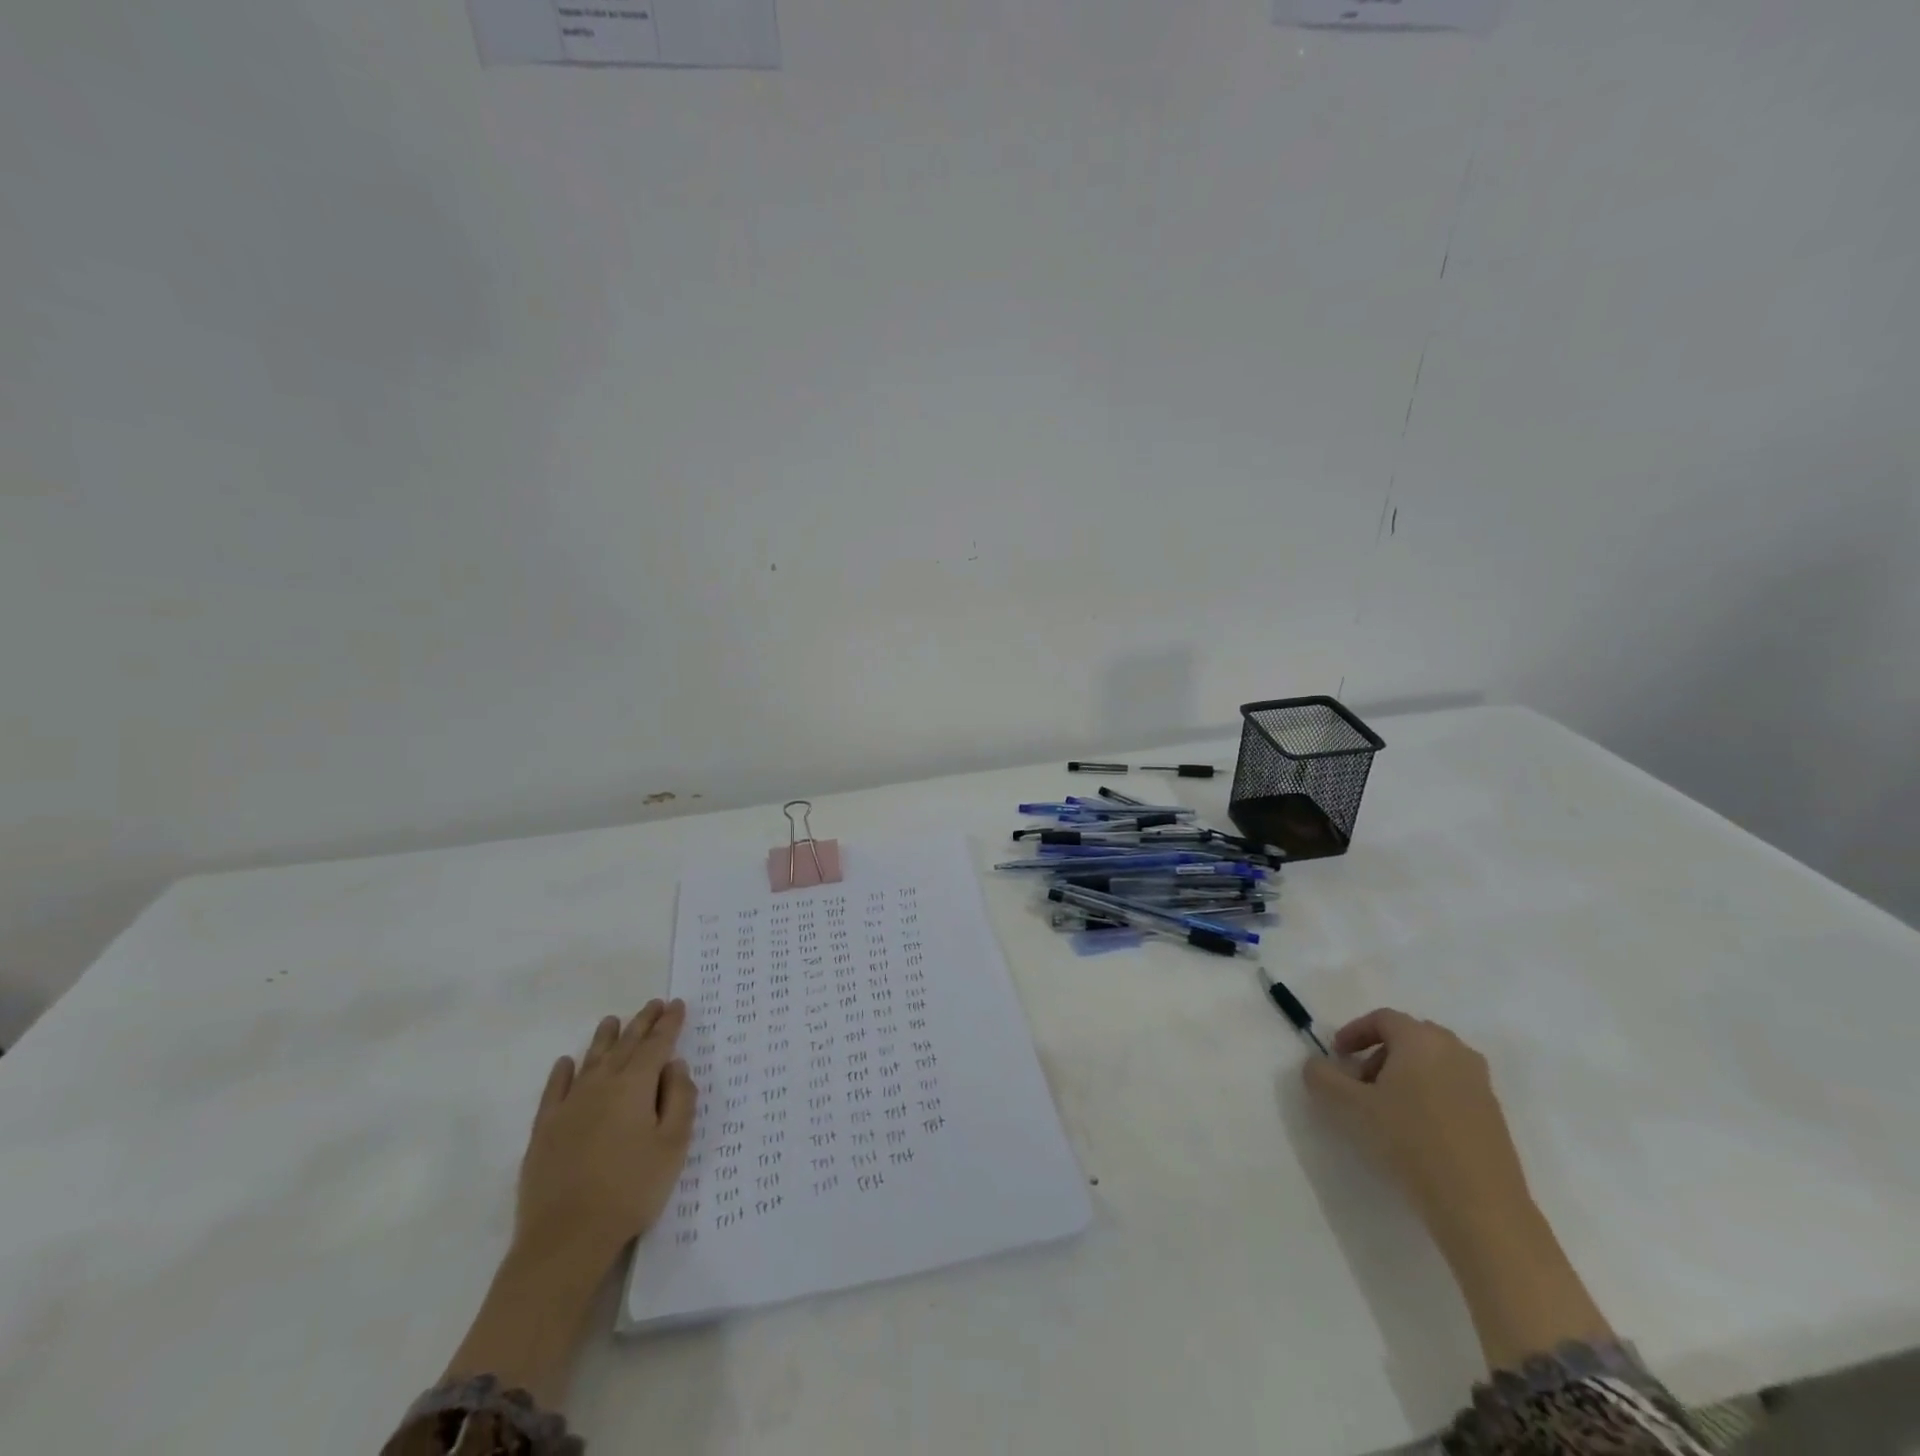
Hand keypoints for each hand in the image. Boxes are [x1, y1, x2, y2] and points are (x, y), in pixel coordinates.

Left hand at [515, 1000, 698, 1271]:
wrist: (565, 1239)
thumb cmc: (631, 1189)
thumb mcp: (673, 1146)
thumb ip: (680, 1100)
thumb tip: (675, 1066)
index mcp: (635, 1086)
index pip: (657, 1045)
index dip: (669, 1024)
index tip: (677, 1005)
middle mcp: (601, 1085)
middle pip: (626, 1045)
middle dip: (642, 1023)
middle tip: (654, 1004)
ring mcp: (569, 1106)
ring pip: (591, 1060)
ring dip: (605, 1038)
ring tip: (613, 1020)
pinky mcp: (544, 1129)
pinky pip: (555, 1089)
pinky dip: (563, 1072)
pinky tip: (567, 1062)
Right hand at [1302, 1008, 1530, 1243]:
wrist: (1480, 1204)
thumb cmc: (1410, 1140)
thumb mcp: (1350, 1106)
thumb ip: (1323, 1077)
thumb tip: (1315, 1065)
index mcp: (1421, 1039)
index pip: (1383, 1019)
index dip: (1354, 1032)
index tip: (1337, 1056)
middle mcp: (1455, 1051)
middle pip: (1409, 1037)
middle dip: (1378, 1053)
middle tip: (1359, 1082)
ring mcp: (1480, 1083)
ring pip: (1432, 1063)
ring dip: (1403, 1074)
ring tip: (1385, 1108)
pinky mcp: (1493, 1114)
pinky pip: (1451, 1087)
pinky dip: (1427, 1094)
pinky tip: (1415, 1129)